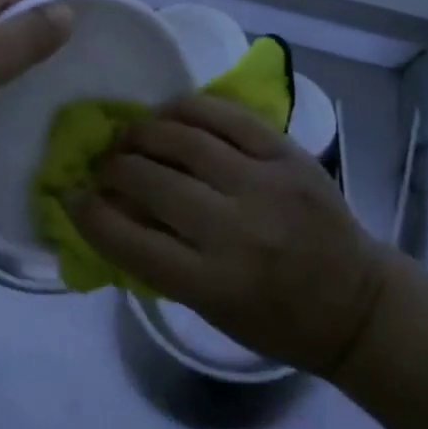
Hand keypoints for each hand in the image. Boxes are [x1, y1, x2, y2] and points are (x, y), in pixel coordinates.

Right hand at [71, 94, 392, 376]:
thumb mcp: (210, 309)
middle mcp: (237, 230)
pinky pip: (228, 117)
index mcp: (213, 284)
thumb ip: (160, 261)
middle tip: (103, 163)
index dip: (91, 215)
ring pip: (186, 140)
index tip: (71, 195)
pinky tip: (170, 111)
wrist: (356, 302)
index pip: (131, 243)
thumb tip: (111, 211)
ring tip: (130, 134)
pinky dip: (190, 108)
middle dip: (115, 168)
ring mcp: (266, 185)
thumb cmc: (276, 320)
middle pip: (154, 182)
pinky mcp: (288, 154)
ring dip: (145, 133)